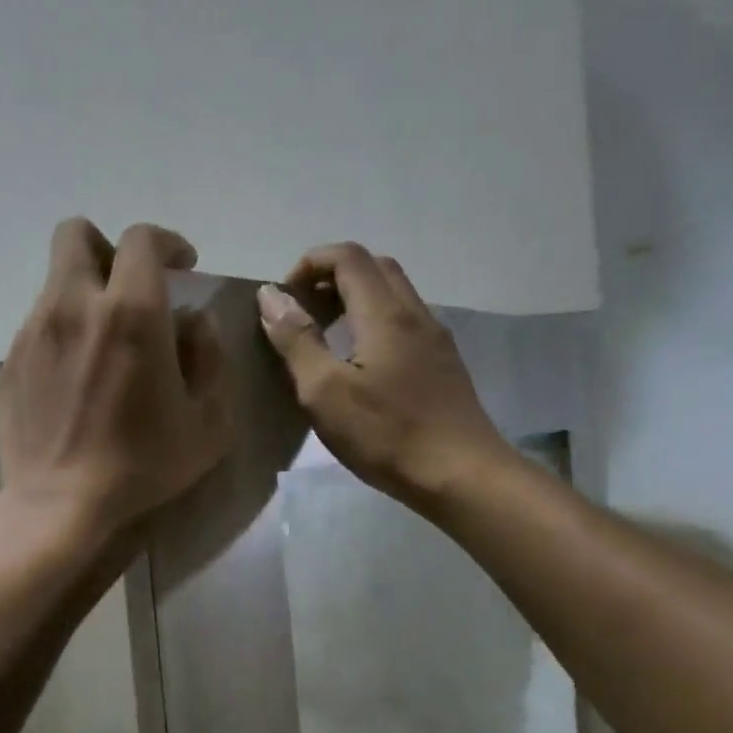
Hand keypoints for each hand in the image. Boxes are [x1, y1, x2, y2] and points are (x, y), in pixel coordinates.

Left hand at [0, 220, 230, 539]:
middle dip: (108, 248)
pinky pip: (39, 321)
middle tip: (130, 287)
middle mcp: (74, 305)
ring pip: (56, 280)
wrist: (59, 504)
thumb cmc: (142, 466)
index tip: (181, 267)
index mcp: (131, 312)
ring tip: (104, 342)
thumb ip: (210, 356)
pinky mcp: (10, 359)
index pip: (141, 239)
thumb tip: (191, 322)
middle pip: (77, 234)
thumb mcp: (208, 421)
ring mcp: (34, 330)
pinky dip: (63, 329)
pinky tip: (76, 375)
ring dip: (85, 292)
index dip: (167, 243)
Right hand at [258, 243, 509, 509]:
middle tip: (303, 311)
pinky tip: (359, 362)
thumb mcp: (324, 392)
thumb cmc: (386, 434)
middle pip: (375, 267)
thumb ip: (296, 340)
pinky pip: (404, 321)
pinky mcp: (443, 363)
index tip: (283, 298)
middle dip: (332, 276)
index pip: (348, 257)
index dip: (310, 263)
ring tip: (325, 334)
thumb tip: (270, 296)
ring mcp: (435, 339)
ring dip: (354, 298)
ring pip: (393, 293)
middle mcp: (415, 314)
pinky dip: (373, 320)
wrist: (461, 475)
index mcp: (385, 314)